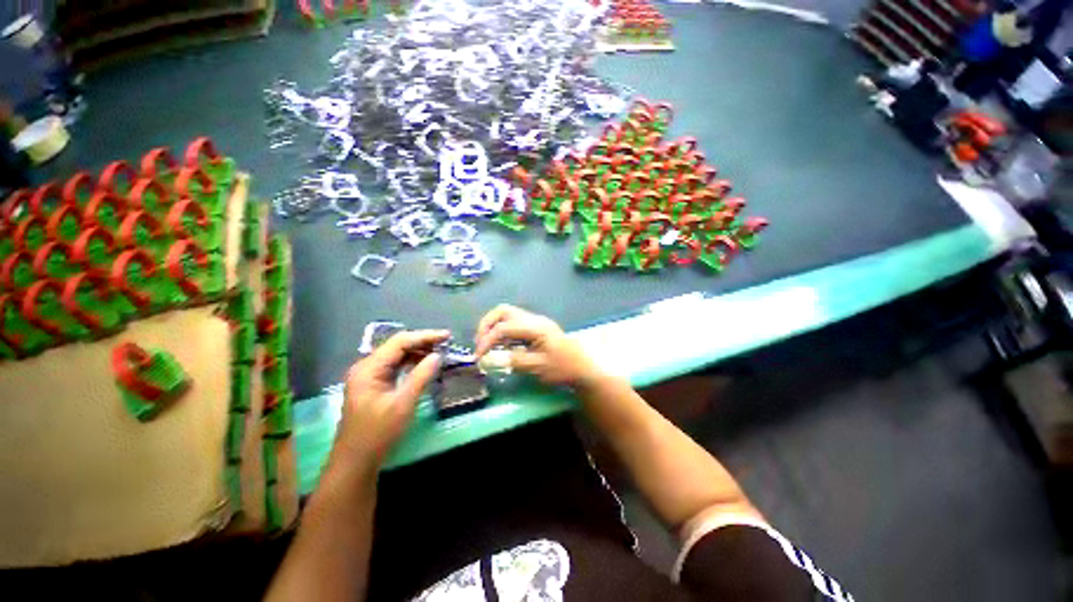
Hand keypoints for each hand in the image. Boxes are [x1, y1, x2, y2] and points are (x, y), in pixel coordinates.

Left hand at [334, 330, 448, 470]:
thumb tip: (438, 356)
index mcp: (369, 368)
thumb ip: (421, 376)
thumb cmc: (378, 433)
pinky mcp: (374, 385)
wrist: (356, 462)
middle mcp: (367, 367)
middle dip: (422, 343)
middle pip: (397, 346)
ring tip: (440, 352)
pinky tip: (425, 365)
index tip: (447, 336)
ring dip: (418, 352)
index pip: (400, 342)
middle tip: (446, 344)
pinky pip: (395, 367)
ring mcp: (369, 376)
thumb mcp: (403, 404)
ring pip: (397, 356)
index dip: (425, 336)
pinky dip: (411, 363)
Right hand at [474, 305, 604, 389]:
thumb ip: (513, 361)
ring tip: (486, 346)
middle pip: (503, 311)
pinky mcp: (535, 329)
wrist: (583, 369)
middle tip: (479, 344)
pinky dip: (502, 333)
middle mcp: (534, 320)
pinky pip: (513, 324)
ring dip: (493, 327)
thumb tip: (488, 359)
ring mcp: (535, 323)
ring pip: (507, 316)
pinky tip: (501, 347)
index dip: (488, 341)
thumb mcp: (539, 367)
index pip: (504, 327)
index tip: (479, 358)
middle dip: (487, 325)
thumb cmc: (563, 368)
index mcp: (535, 327)